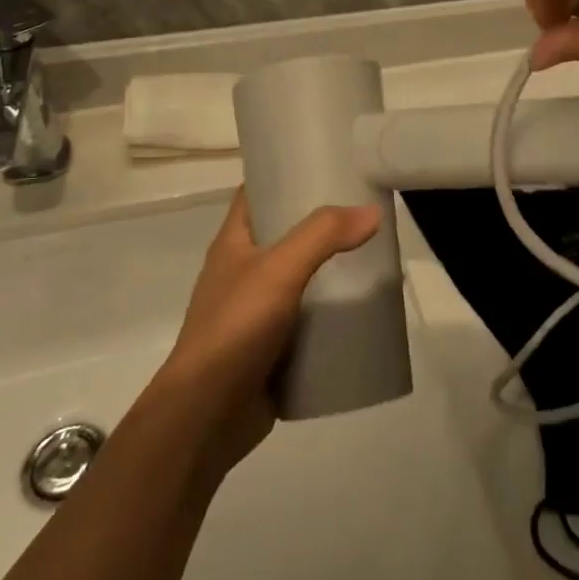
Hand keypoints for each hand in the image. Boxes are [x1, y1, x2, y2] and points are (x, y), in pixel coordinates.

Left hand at [154, 190, 380, 474]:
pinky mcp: (272, 348)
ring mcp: (256, 312)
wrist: (206, 418)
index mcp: (233, 244)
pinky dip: (331, 313)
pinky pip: (307, 320)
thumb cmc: (234, 329)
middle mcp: (242, 272)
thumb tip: (372, 211)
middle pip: (285, 234)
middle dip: (322, 223)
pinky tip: (362, 308)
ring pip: (300, 278)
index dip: (285, 173)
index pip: (257, 192)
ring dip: (331, 269)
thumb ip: (323, 235)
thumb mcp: (279, 270)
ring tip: (373, 255)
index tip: (326, 162)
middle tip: (365, 209)